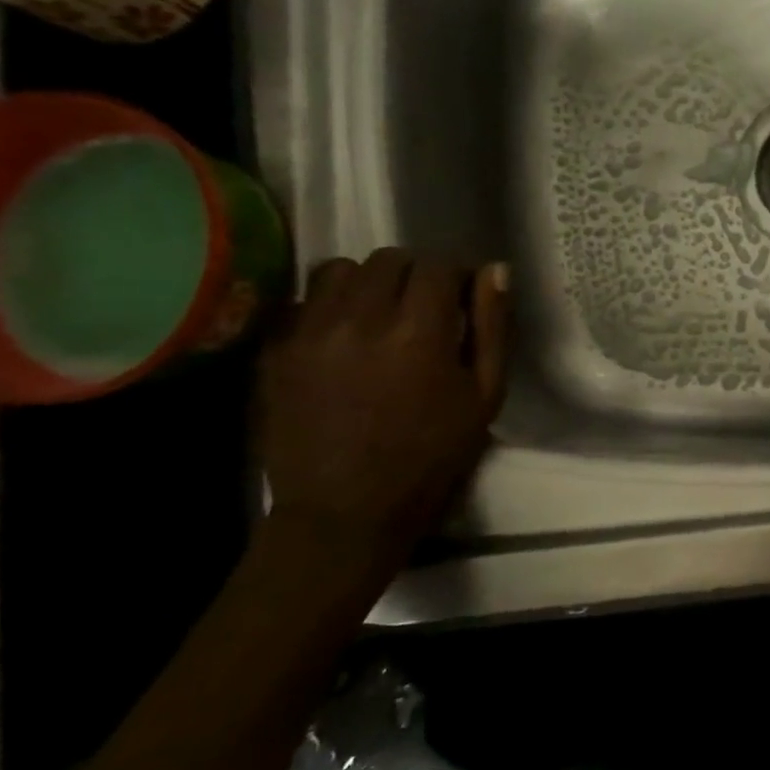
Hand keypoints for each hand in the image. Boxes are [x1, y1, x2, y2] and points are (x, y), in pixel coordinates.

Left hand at [259, 249, 509, 580]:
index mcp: (420, 333)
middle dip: (414, 274)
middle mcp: (360, 319)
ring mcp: (309, 333)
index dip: (455, 275)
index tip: (461, 298)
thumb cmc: (432, 455)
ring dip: (367, 282)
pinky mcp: (275, 351)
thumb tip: (495, 270)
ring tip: (378, 315)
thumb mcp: (485, 395)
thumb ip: (492, 328)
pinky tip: (342, 337)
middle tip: (424, 308)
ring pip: (339, 270)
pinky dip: (327, 307)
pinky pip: (302, 301)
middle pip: (389, 259)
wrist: (347, 510)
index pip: (438, 265)